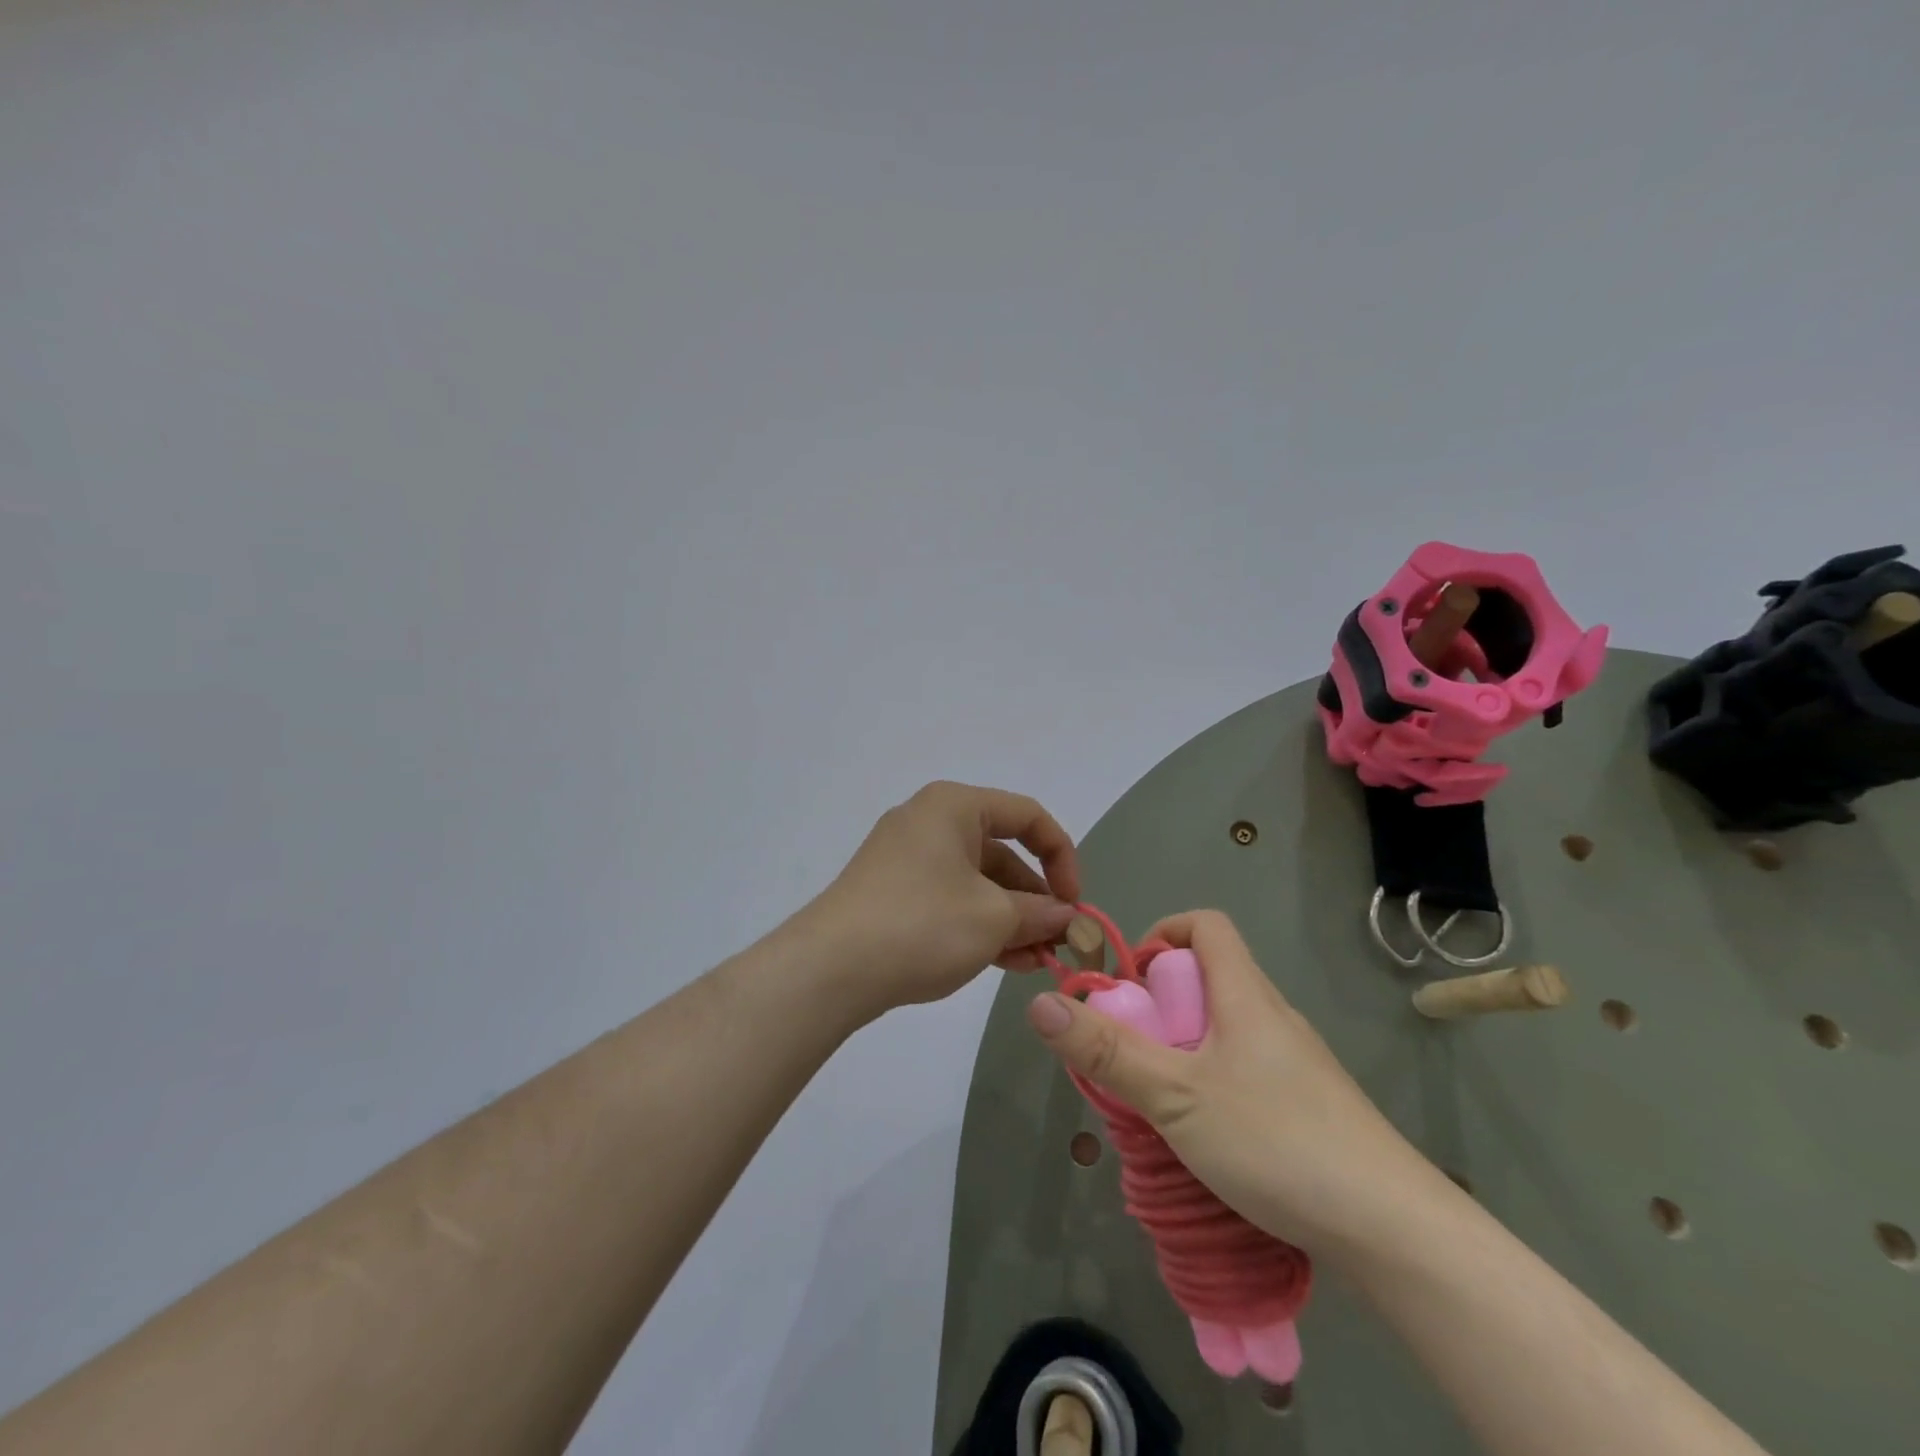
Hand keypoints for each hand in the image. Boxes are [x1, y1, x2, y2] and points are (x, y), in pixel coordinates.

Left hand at [805, 781, 1082, 1016]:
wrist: (830, 969)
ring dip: (1010, 919)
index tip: (1073, 903)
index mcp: (954, 806)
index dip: (1062, 857)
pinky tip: (1003, 962)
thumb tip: (1068, 917)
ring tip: (1035, 962)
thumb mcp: (994, 919)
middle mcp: (929, 821)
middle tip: (1058, 942)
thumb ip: (1040, 913)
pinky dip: (978, 924)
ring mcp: (906, 857)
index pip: (1028, 817)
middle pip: (1001, 852)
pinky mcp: (892, 891)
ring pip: (976, 881)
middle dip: (1035, 899)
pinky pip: (949, 898)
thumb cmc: (923, 925)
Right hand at [1025, 909, 1453, 1258]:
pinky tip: (1206, 1137)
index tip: (1131, 981)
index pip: (1205, 926)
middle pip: (1211, 978)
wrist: (1394, 1230)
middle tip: (1132, 1052)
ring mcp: (1297, 1063)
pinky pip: (1248, 1069)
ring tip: (1159, 1100)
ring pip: (1227, 1029)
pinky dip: (1213, 1082)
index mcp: (1246, 995)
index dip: (1161, 934)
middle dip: (1161, 1003)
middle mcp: (1273, 1016)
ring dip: (1184, 1048)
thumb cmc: (1276, 1140)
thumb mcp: (1176, 1096)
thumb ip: (1107, 1052)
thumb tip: (1041, 1003)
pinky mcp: (1310, 1106)